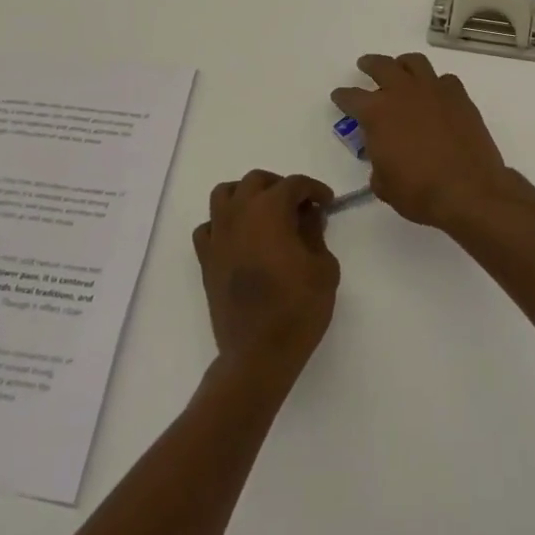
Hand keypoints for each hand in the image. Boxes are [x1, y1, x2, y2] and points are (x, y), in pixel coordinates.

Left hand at [193, 171, 340, 380]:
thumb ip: (315, 233)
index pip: (294, 184)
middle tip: (299, 205)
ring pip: (224, 194)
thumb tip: (308, 216)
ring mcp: (218, 235)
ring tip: (265, 213)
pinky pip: (209, 227)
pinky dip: (223, 224)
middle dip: (280, 186)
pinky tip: (239, 238)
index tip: (328, 203)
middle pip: (256, 181)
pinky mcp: (206, 259)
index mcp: (270, 210)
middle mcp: (239, 213)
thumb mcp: (323, 267)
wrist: (259, 353)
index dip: (314, 189)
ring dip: (246, 195)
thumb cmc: (298, 308)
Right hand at [330, 53, 520, 227]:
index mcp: (377, 113)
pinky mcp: (460, 97)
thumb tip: (385, 158)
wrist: (469, 190)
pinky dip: (437, 84)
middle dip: (370, 64)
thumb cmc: (419, 191)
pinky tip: (436, 94)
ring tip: (401, 69)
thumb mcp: (384, 184)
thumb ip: (378, 164)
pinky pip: (445, 80)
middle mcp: (403, 93)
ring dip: (403, 64)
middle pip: (381, 66)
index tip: (339, 96)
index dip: (342, 97)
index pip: (351, 97)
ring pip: (414, 62)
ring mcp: (434, 91)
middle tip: (365, 65)